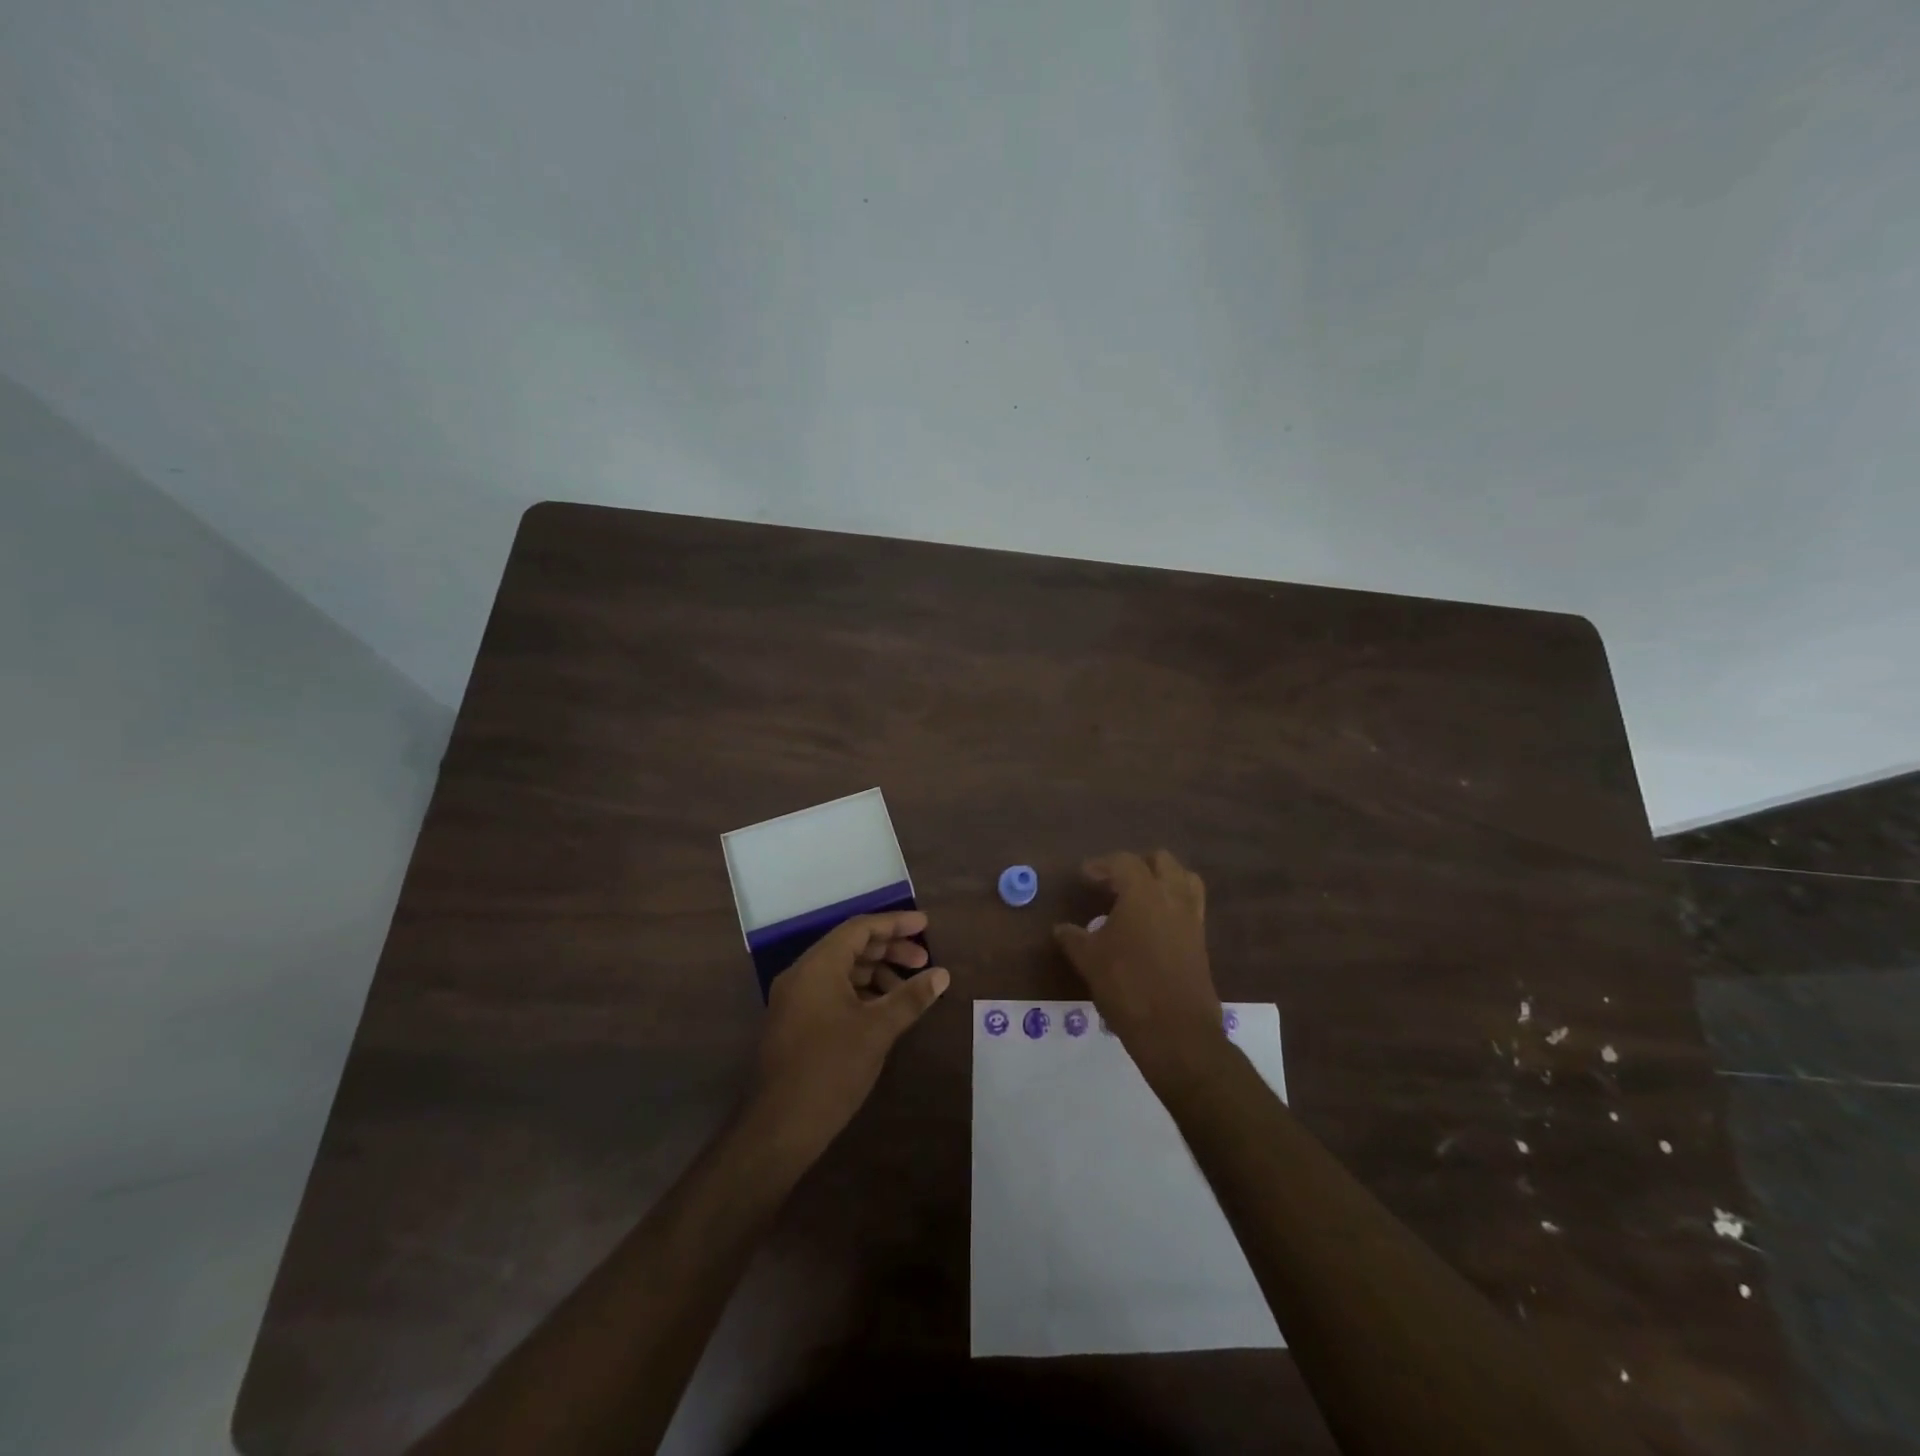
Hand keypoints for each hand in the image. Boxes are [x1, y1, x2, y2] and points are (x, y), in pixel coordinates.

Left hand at [752, 911, 950, 1155]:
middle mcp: (802, 973)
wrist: (780, 1126)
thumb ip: (910, 997)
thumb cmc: (831, 1069)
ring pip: (841, 969)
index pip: (859, 928)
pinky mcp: (794, 1021)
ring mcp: (795, 998)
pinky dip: (859, 991)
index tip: (925, 925)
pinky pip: (831, 990)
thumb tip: (942, 975)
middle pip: (850, 946)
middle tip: (923, 960)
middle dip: (889, 949)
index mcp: (818, 965)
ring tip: (908, 988)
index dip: (894, 923)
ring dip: (876, 972)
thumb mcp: (878, 1030)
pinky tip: (883, 1008)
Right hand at [1053, 850, 1224, 1084]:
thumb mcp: (1089, 961)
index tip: (1085, 876)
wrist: (1176, 1032)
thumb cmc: (1127, 987)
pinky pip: (1190, 907)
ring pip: (1184, 880)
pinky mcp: (1201, 942)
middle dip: (1137, 865)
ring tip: (1139, 897)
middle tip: (1114, 882)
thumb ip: (1073, 938)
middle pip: (1162, 862)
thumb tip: (1061, 928)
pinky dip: (1172, 904)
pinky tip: (1152, 926)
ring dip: (1162, 880)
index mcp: (1144, 894)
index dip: (1102, 865)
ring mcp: (1192, 920)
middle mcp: (1172, 898)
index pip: (1124, 862)